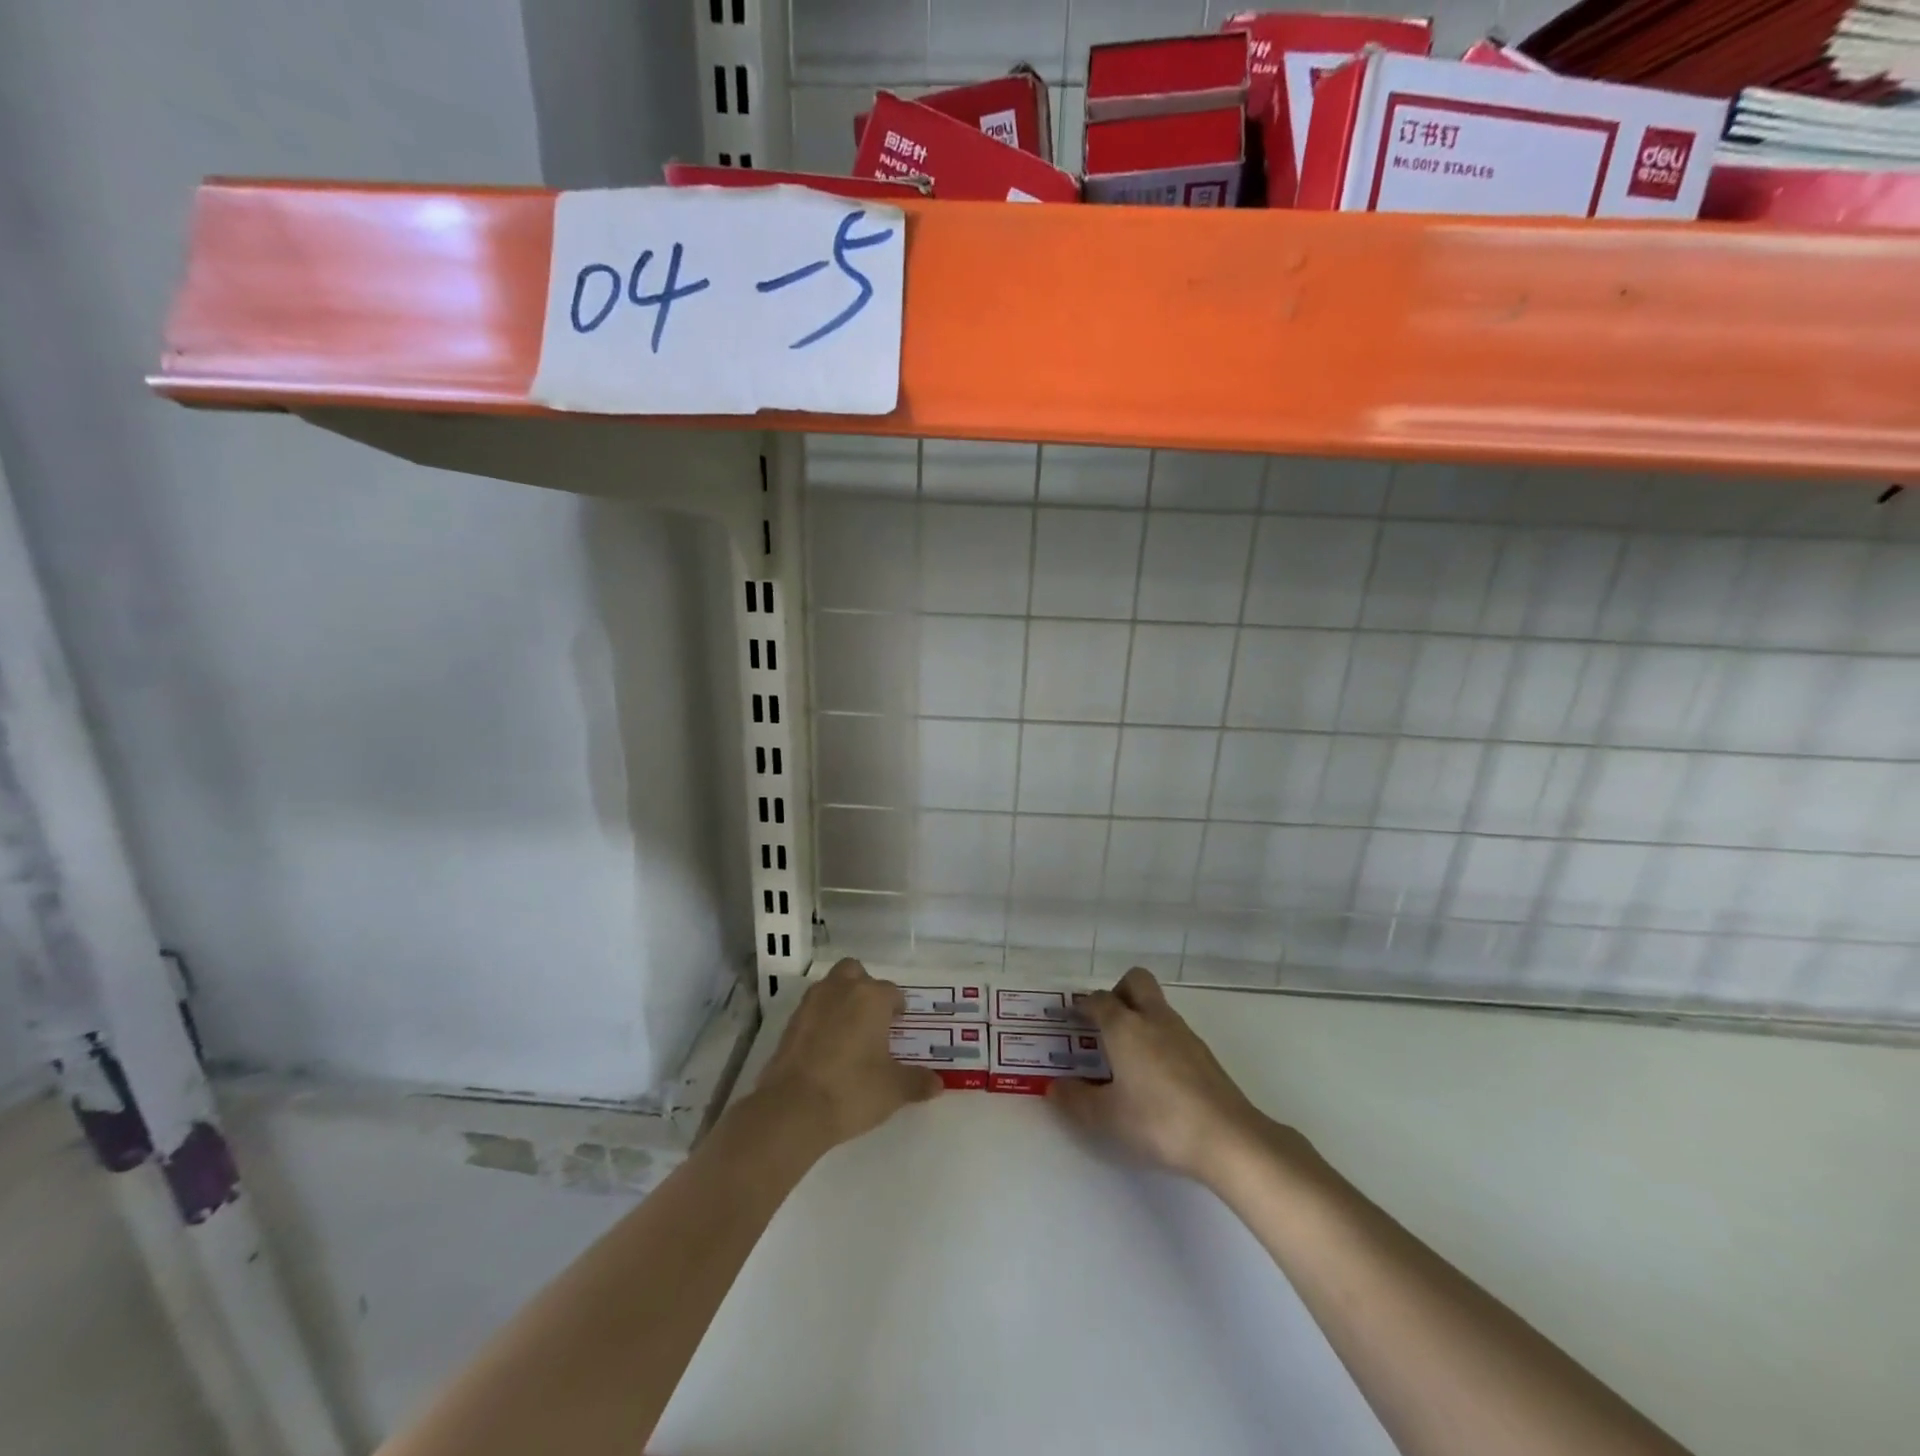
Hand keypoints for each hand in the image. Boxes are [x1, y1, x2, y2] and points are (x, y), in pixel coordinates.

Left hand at [753, 958, 940, 1147]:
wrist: (793, 1109)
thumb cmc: (852, 1090)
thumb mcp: (893, 1090)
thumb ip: (917, 1082)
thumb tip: (938, 1083)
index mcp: (872, 997)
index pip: (892, 992)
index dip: (898, 1009)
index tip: (899, 1027)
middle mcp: (842, 989)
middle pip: (856, 972)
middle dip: (865, 988)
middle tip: (872, 1019)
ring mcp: (812, 1002)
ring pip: (831, 986)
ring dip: (841, 999)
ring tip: (849, 1032)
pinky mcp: (790, 1021)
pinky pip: (813, 1008)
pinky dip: (821, 1018)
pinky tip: (826, 1046)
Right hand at [1049, 967, 1277, 1185]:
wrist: (1227, 1137)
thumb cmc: (1157, 1120)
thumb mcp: (1106, 1117)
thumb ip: (1076, 1100)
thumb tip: (1054, 1087)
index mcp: (1124, 1026)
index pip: (1098, 1000)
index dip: (1081, 1006)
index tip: (1069, 1018)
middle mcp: (1153, 1018)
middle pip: (1135, 981)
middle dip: (1117, 992)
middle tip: (1104, 1023)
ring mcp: (1183, 1033)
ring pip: (1156, 1006)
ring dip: (1139, 1017)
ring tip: (1127, 1055)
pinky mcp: (1203, 1053)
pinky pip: (1172, 1030)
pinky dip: (1158, 1039)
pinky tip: (1155, 1075)